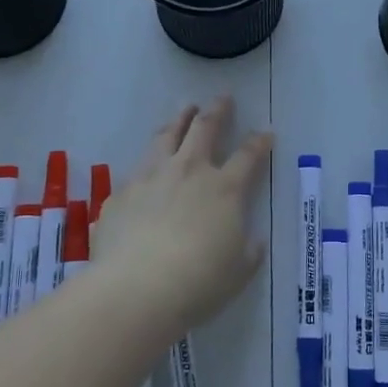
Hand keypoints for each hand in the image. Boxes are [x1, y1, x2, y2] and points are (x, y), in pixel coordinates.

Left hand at [92, 97, 271, 336]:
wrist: (137, 288)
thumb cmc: (199, 282)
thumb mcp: (239, 271)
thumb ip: (248, 250)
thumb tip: (252, 240)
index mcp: (224, 188)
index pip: (248, 155)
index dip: (258, 142)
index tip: (265, 132)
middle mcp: (189, 171)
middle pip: (204, 129)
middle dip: (217, 110)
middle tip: (222, 98)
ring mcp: (152, 177)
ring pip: (166, 136)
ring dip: (179, 120)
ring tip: (184, 110)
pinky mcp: (122, 192)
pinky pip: (137, 168)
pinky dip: (147, 161)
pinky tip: (145, 166)